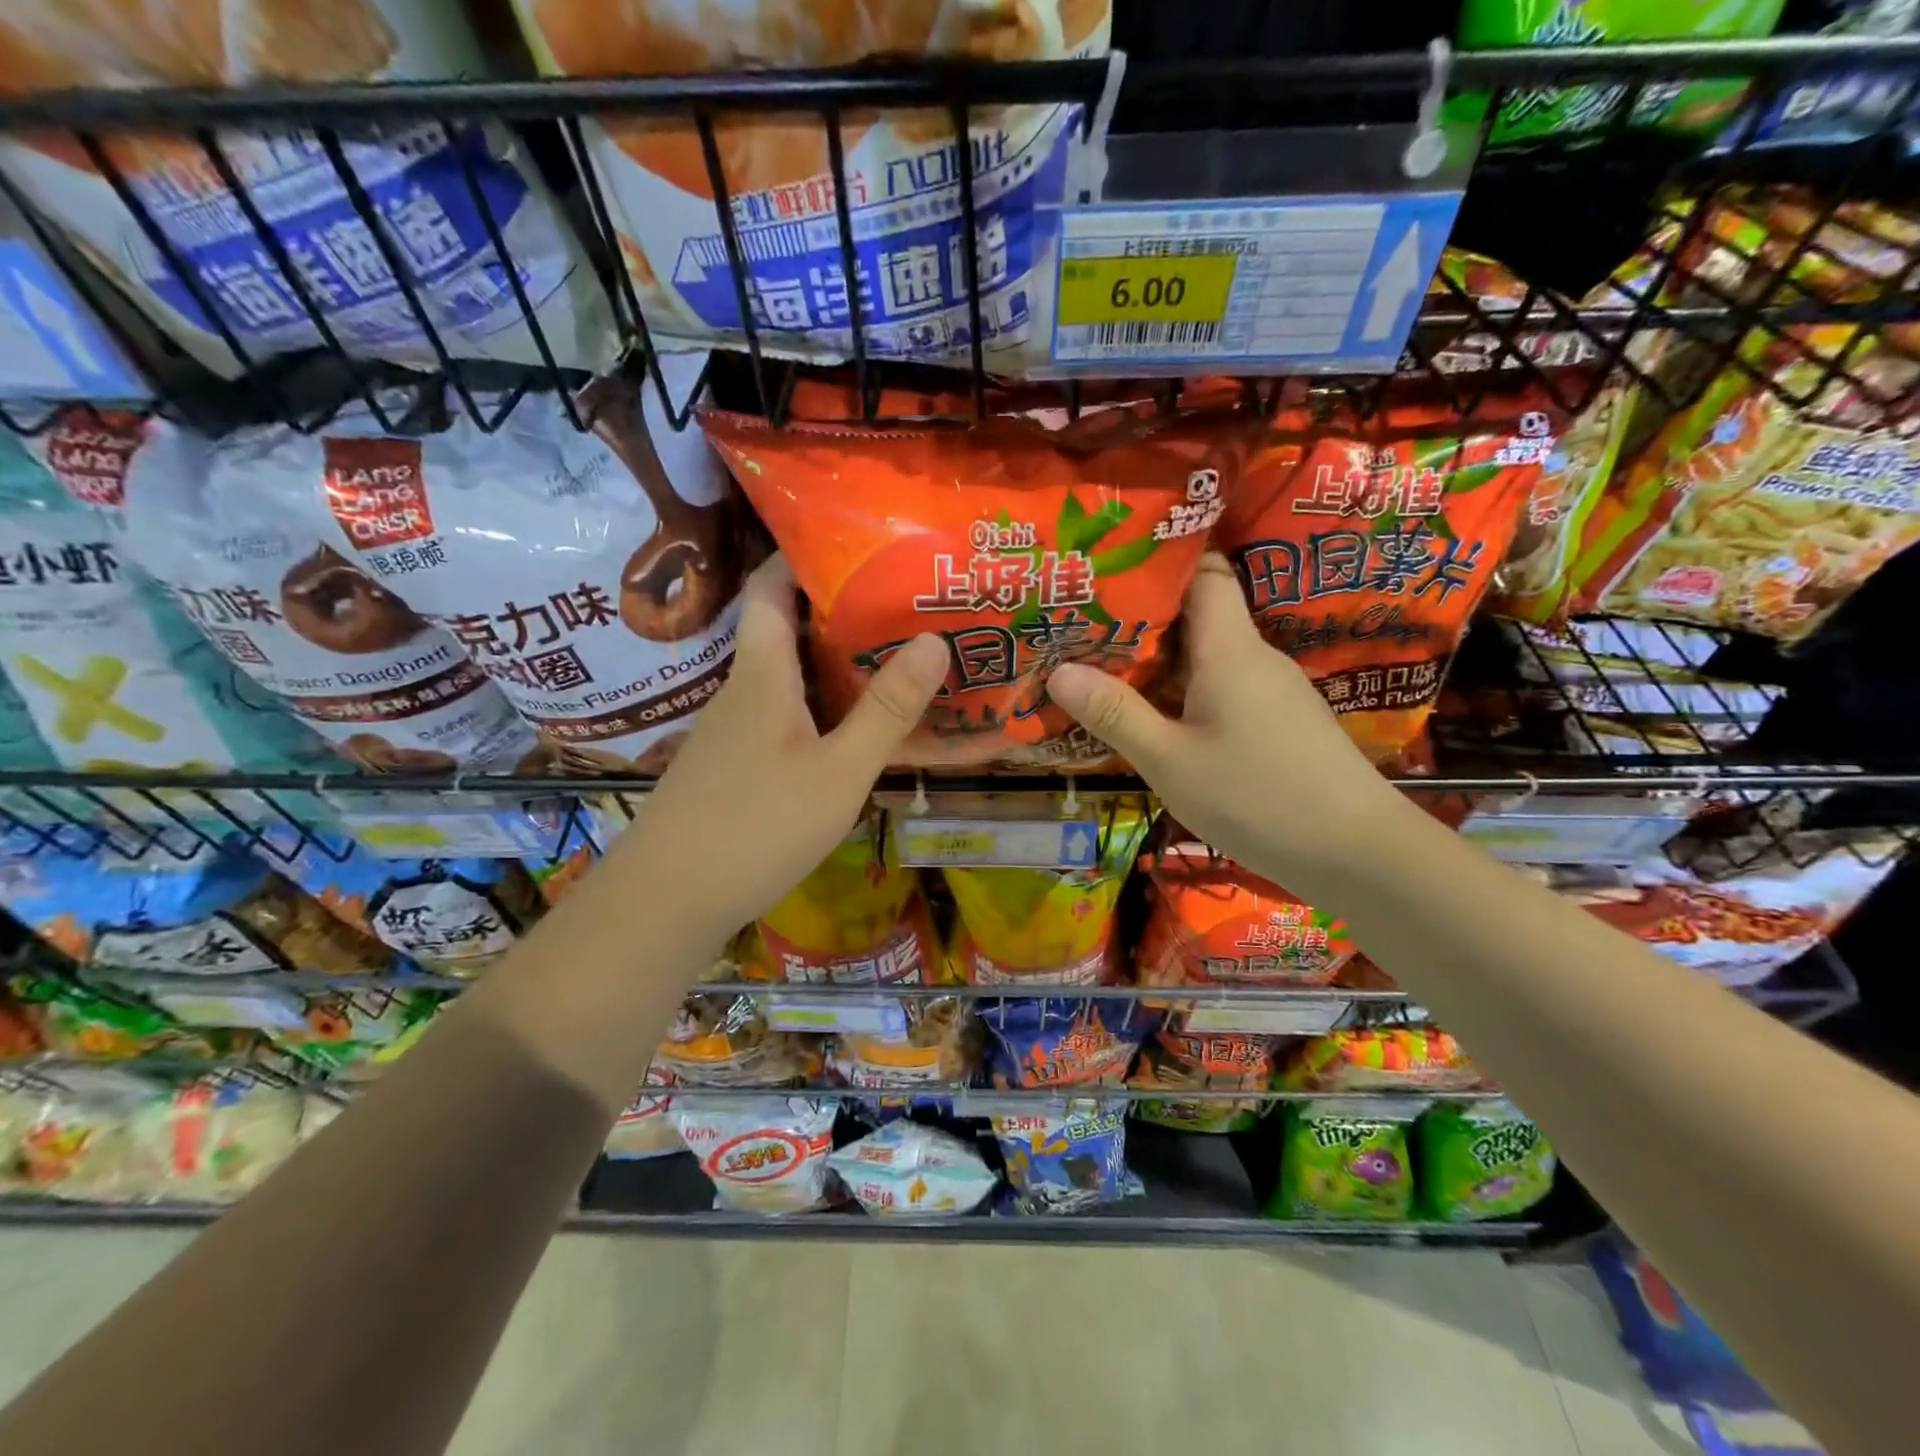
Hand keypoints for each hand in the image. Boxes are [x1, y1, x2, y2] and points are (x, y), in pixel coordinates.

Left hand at [608, 555, 947, 942]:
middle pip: (786, 630)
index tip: (857, 543)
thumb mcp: (838, 771)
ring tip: (894, 660)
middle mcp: (743, 691)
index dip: (803, 555)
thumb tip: (934, 639)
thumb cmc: (756, 827)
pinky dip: (821, 710)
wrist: (666, 903)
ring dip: (834, 665)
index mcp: (762, 674)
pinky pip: (785, 718)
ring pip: (788, 679)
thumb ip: (886, 710)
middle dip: (840, 612)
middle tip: (902, 606)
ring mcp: (735, 732)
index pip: (771, 588)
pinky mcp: (735, 767)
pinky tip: (853, 731)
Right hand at [1044, 552, 1409, 887]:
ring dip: (1158, 661)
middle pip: (1198, 614)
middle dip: (1141, 618)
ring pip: (1207, 656)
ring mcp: (1271, 690)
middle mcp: (1254, 657)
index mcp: (1230, 649)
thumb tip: (1058, 671)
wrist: (1359, 854)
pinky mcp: (1277, 721)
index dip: (1160, 562)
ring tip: (1102, 668)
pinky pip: (1221, 687)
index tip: (1108, 571)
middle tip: (1082, 626)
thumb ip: (1115, 714)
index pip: (1204, 571)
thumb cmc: (1258, 799)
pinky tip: (1153, 717)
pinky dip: (1183, 692)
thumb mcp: (1171, 762)